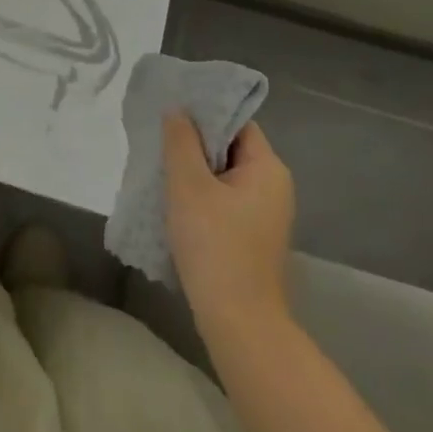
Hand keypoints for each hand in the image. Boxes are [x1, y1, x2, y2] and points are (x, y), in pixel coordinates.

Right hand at [163, 113, 295, 327]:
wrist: (239, 322)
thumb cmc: (215, 245)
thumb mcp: (189, 185)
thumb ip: (181, 141)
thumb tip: (177, 110)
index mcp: (268, 168)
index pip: (237, 122)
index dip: (205, 112)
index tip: (171, 109)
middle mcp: (274, 186)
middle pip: (230, 147)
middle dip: (194, 141)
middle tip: (158, 136)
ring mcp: (265, 214)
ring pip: (224, 175)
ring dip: (194, 169)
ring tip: (160, 165)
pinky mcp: (252, 237)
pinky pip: (224, 199)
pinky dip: (200, 193)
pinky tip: (173, 199)